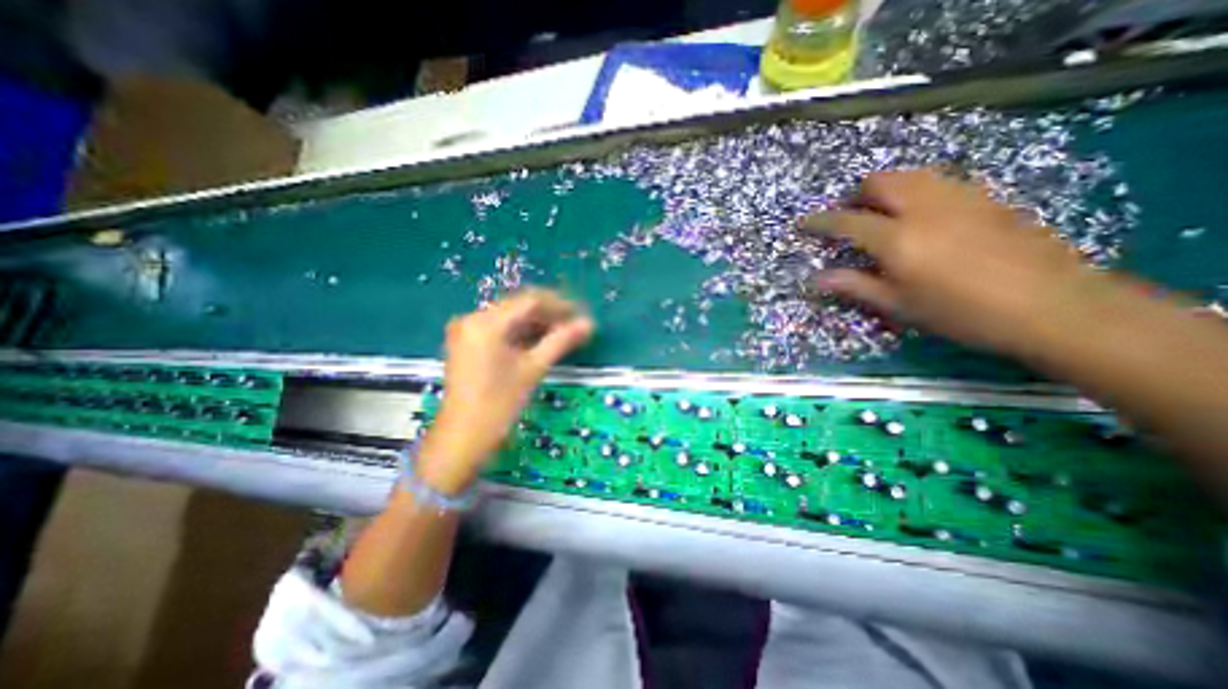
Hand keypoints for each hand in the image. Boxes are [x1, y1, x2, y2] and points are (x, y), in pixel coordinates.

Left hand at [417, 287, 593, 491]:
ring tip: (563, 335)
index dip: (559, 306)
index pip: (530, 301)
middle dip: (549, 315)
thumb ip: (561, 341)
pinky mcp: (467, 343)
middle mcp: (473, 318)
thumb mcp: (533, 369)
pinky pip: (500, 329)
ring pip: (511, 318)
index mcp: (486, 323)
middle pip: (519, 307)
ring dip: (537, 324)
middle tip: (575, 326)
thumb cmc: (498, 404)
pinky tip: (541, 341)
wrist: (462, 438)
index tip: (581, 315)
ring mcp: (467, 331)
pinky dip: (522, 334)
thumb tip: (588, 324)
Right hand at [803, 168, 1109, 356]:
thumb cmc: (961, 313)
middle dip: (857, 194)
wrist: (1052, 306)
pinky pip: (939, 181)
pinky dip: (917, 189)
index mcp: (897, 239)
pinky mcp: (986, 197)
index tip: (804, 222)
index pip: (847, 221)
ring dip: (888, 187)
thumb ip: (855, 286)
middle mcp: (924, 208)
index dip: (821, 221)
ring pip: (912, 174)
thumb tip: (816, 279)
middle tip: (850, 216)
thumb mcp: (899, 305)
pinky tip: (921, 214)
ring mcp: (959, 197)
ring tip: (882, 212)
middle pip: (881, 181)